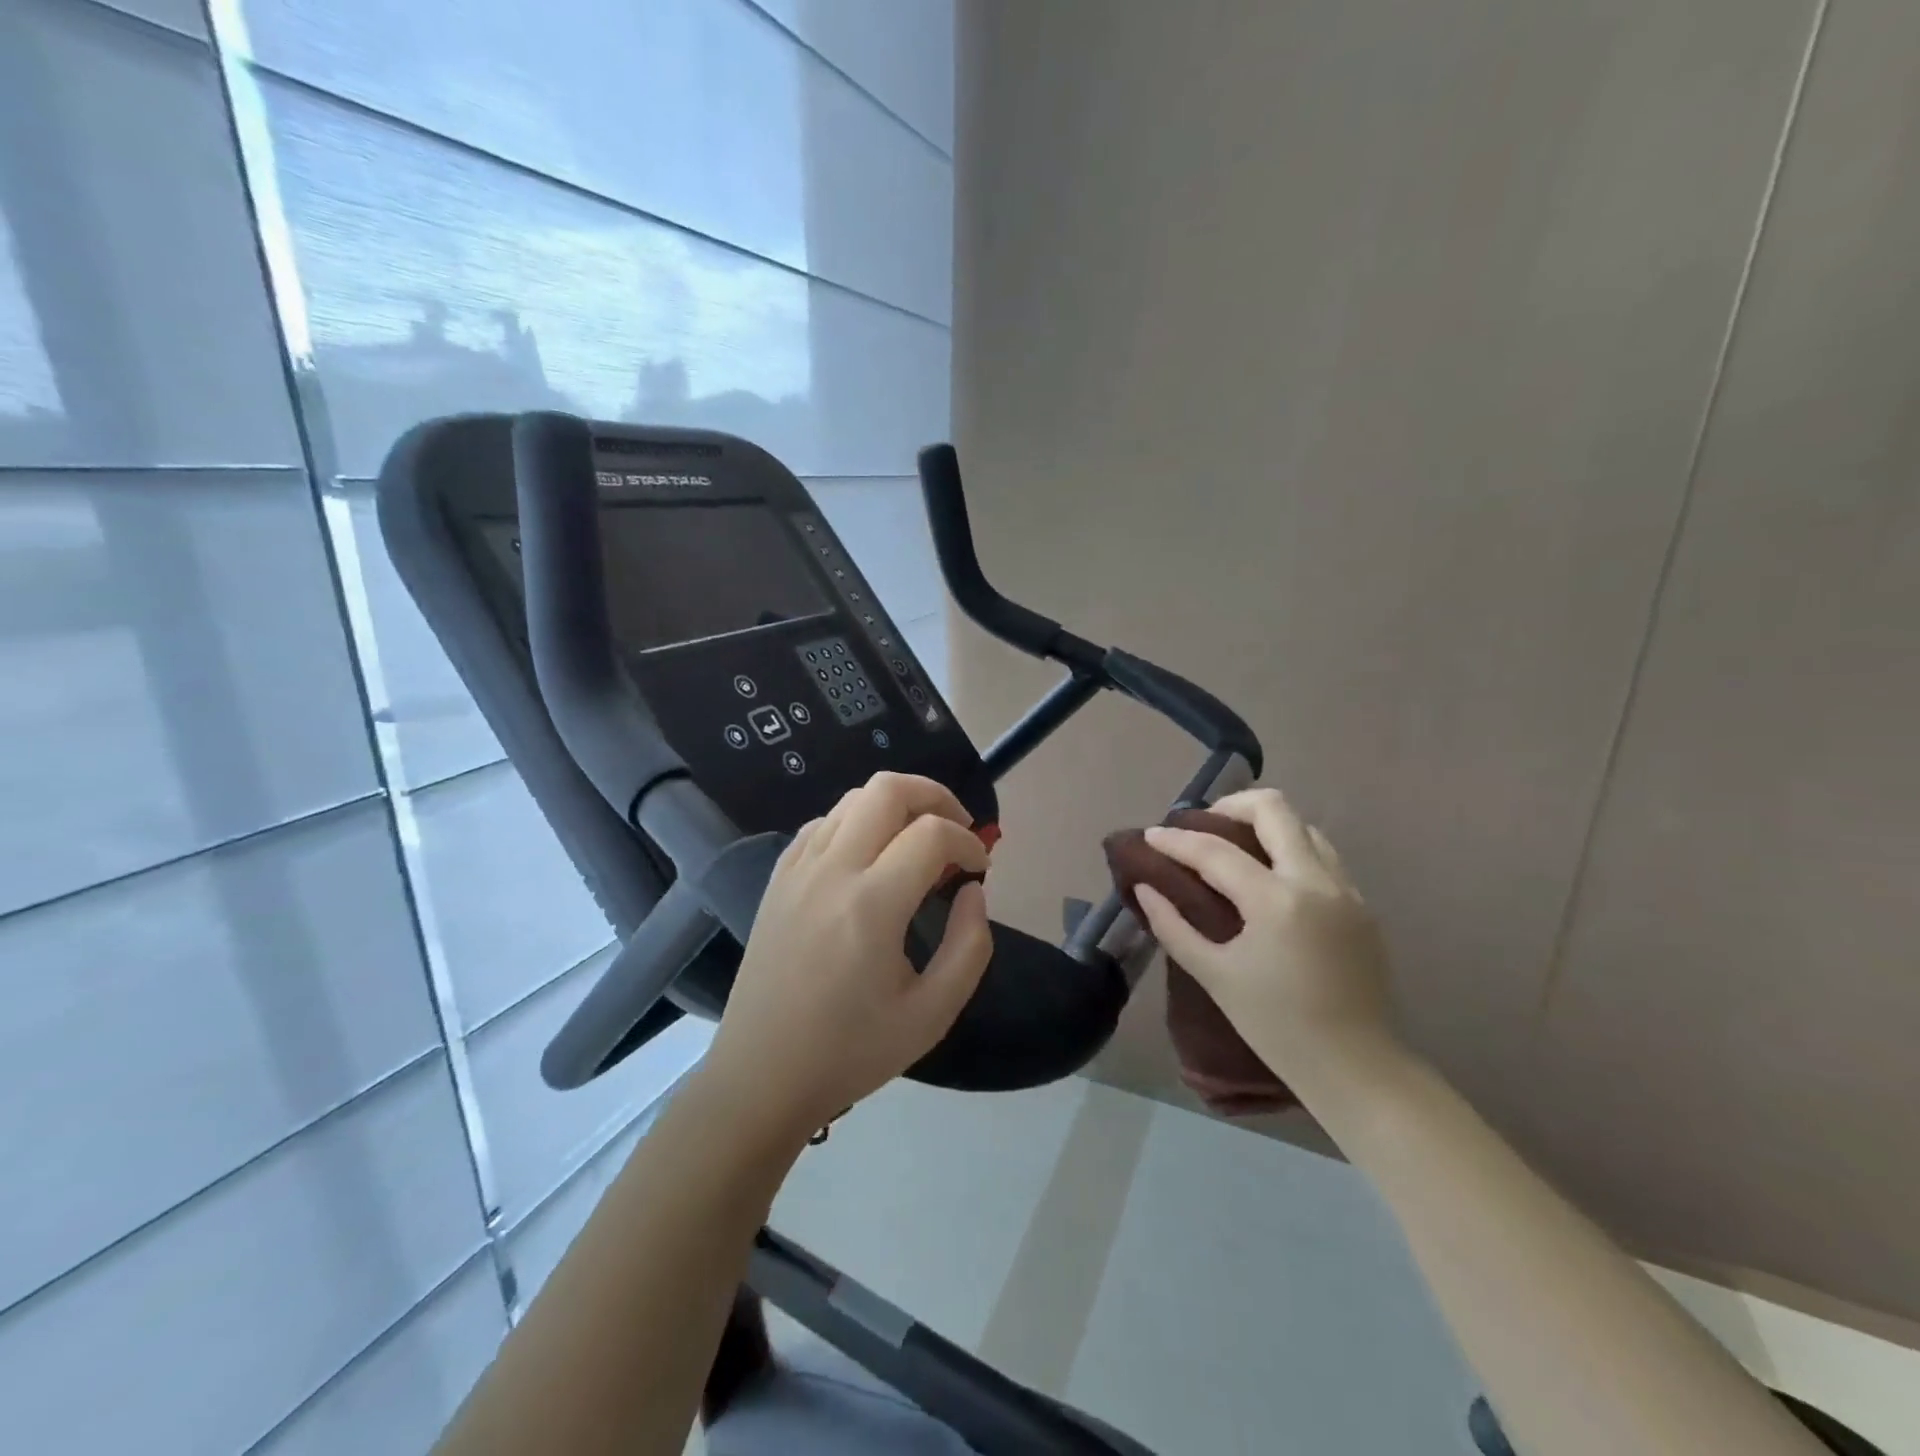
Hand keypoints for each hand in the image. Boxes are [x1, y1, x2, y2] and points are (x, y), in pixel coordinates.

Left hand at [703, 772, 992, 1142]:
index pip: (931, 834)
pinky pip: (824, 823)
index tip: (979, 871)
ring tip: (918, 842)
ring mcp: (797, 869)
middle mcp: (830, 871)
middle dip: (935, 796)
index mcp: (870, 906)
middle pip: (887, 788)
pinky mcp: (778, 878)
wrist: (761, 1076)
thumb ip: (970, 947)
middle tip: (957, 830)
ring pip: (853, 798)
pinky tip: (871, 859)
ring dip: (896, 806)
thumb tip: (973, 891)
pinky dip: (858, 822)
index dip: (968, 842)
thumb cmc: (851, 1052)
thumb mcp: (932, 1015)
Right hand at [1131, 787, 1396, 1088]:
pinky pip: (1323, 856)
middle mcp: (1316, 882)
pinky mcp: (1362, 906)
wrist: (1356, 1067)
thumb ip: (1174, 926)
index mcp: (1277, 901)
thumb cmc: (1276, 1026)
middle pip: (1274, 809)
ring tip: (1235, 848)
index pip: (1216, 851)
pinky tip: (1270, 879)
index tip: (1151, 835)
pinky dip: (1290, 850)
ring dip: (1266, 826)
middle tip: (1201, 827)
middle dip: (1231, 806)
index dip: (1177, 840)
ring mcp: (1346, 891)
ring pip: (1305, 827)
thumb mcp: (1215, 976)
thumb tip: (1146, 888)